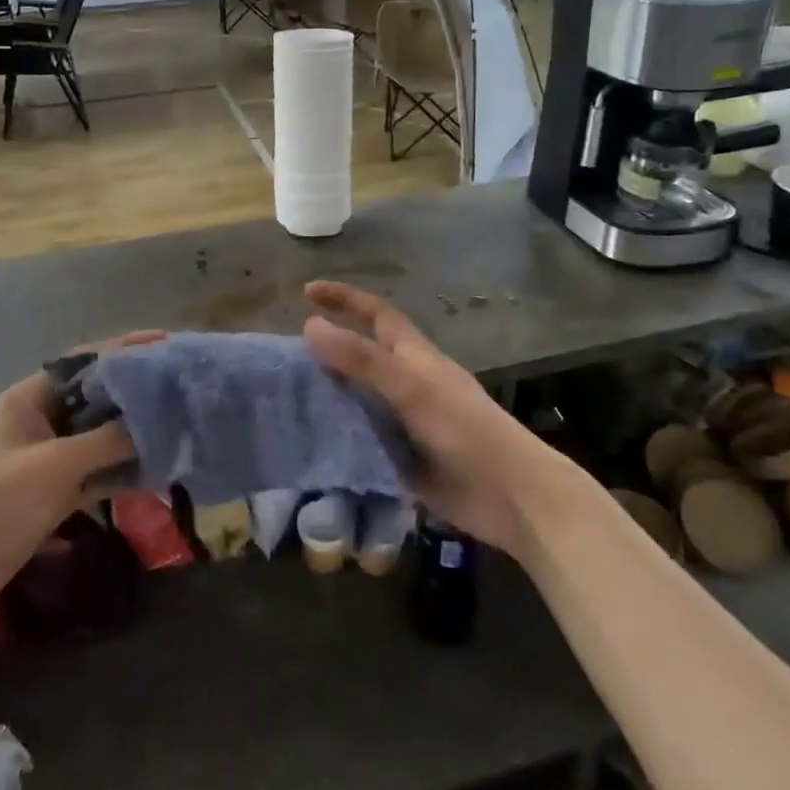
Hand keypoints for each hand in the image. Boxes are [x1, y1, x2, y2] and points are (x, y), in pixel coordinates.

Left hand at [0, 331, 164, 617]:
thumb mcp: (56, 464)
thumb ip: (107, 440)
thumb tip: (155, 425)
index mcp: (32, 397)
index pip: (85, 361)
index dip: (125, 349)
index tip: (165, 344)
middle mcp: (42, 420)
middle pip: (96, 398)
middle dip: (135, 394)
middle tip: (180, 389)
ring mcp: (47, 457)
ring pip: (99, 437)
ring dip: (132, 436)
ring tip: (177, 427)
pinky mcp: (53, 491)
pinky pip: (95, 471)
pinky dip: (121, 471)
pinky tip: (156, 472)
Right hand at [303, 282, 562, 554]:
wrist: (507, 496)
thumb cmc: (463, 429)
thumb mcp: (410, 387)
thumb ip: (360, 359)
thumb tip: (308, 326)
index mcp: (413, 357)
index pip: (375, 314)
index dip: (345, 298)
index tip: (307, 292)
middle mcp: (405, 383)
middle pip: (360, 358)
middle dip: (325, 354)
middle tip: (282, 362)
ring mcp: (402, 422)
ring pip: (356, 401)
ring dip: (326, 400)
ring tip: (283, 404)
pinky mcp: (399, 457)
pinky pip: (360, 441)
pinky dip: (336, 440)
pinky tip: (307, 447)